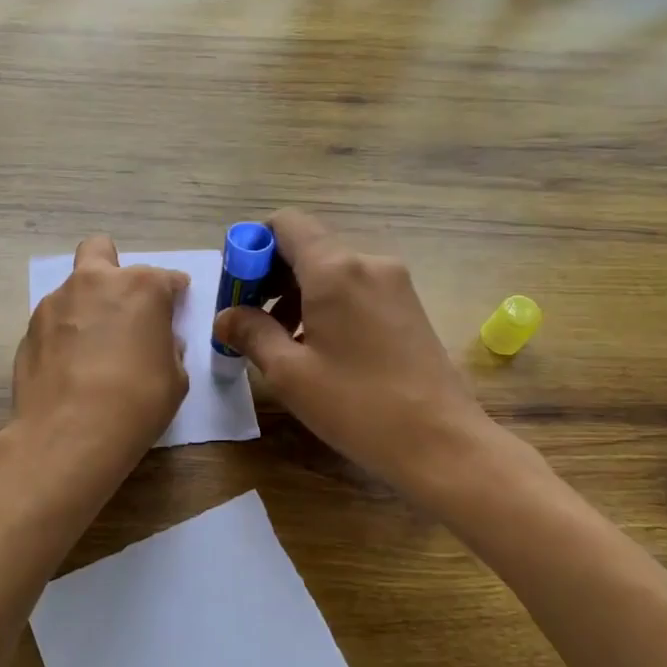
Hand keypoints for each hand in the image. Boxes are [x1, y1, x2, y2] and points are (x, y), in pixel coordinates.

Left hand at [9, 235, 188, 481]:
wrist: (67, 435)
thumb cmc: (136, 403)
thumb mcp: (174, 379)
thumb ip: (168, 348)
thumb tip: (158, 341)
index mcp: (140, 287)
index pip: (166, 277)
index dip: (173, 293)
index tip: (175, 307)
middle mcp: (94, 282)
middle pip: (101, 250)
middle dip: (113, 268)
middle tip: (122, 305)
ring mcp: (55, 303)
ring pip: (73, 288)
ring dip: (86, 306)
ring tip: (92, 349)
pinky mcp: (28, 329)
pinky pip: (54, 322)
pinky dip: (64, 335)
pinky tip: (70, 368)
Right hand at [212, 210, 490, 500]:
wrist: (441, 442)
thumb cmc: (357, 406)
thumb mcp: (290, 373)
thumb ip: (250, 333)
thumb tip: (225, 316)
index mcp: (335, 270)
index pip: (285, 224)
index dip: (253, 246)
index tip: (238, 288)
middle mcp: (367, 262)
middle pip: (307, 246)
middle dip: (270, 276)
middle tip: (250, 320)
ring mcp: (394, 283)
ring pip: (331, 270)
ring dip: (297, 293)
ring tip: (282, 341)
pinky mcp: (408, 305)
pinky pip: (354, 288)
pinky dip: (326, 304)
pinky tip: (319, 347)